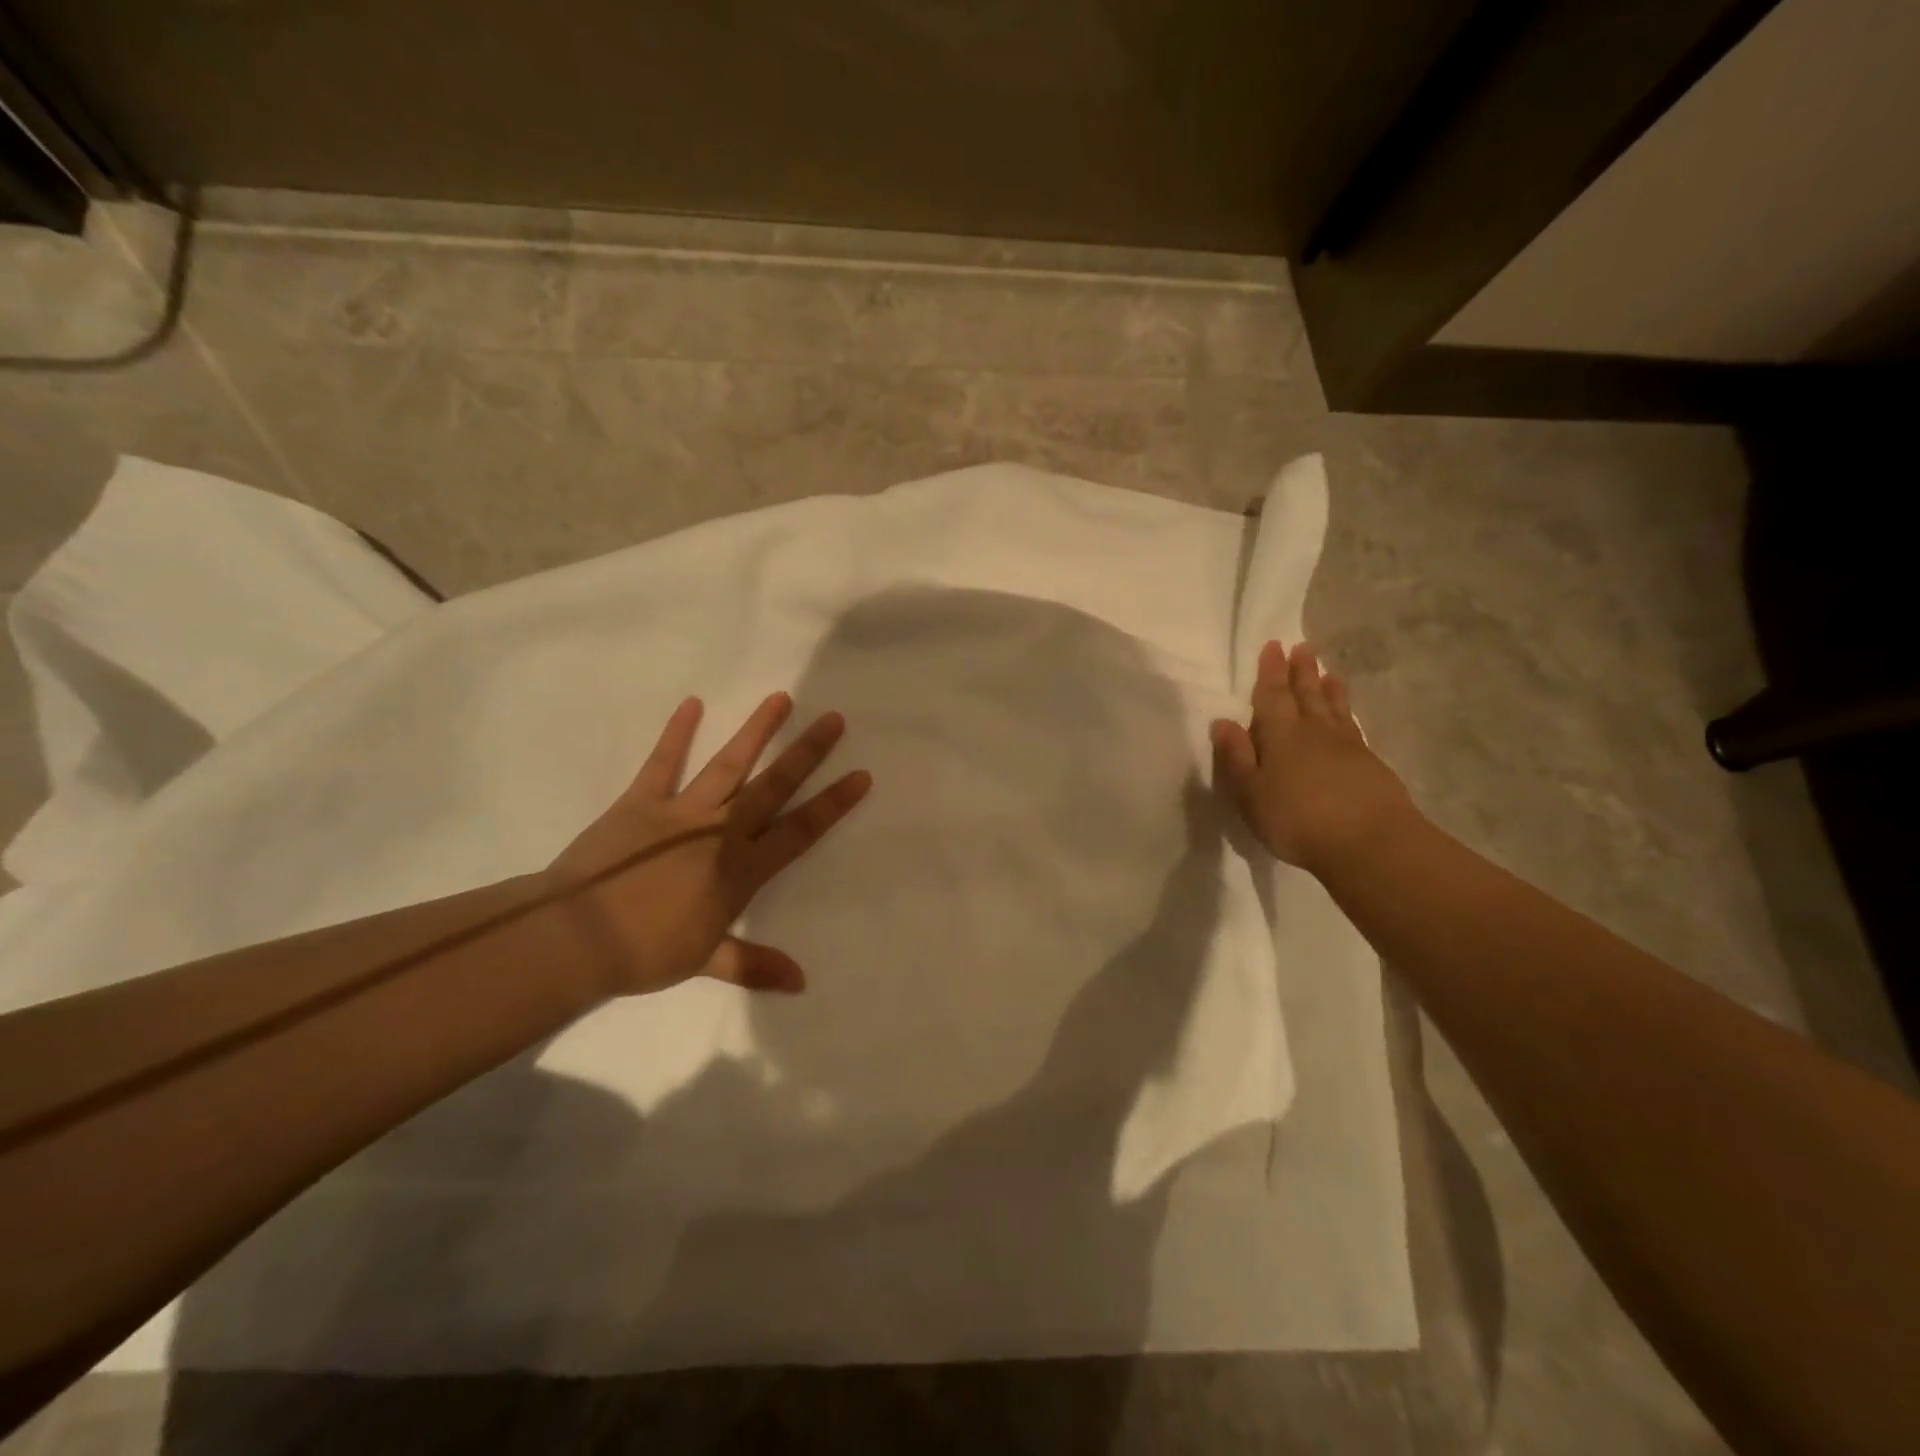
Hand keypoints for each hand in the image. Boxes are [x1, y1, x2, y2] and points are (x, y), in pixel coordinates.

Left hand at [545, 693, 869, 997]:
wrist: (577, 936)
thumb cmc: (645, 952)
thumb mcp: (706, 962)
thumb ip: (755, 964)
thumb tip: (801, 982)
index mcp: (741, 869)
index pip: (798, 831)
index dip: (832, 803)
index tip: (860, 775)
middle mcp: (721, 830)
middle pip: (773, 786)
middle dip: (807, 753)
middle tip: (834, 720)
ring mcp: (681, 811)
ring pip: (729, 764)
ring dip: (756, 731)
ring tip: (781, 698)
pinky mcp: (641, 801)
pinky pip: (662, 763)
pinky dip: (676, 733)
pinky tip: (692, 704)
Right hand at [1210, 641, 1413, 873]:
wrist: (1369, 842)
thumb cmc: (1297, 819)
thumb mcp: (1251, 793)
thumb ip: (1236, 757)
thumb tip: (1223, 721)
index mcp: (1281, 734)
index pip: (1272, 695)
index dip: (1270, 671)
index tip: (1273, 645)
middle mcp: (1314, 731)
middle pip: (1306, 694)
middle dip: (1301, 671)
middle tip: (1302, 647)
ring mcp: (1347, 745)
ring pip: (1333, 707)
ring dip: (1327, 687)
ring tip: (1327, 671)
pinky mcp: (1370, 763)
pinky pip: (1352, 726)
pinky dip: (1346, 713)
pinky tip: (1346, 715)